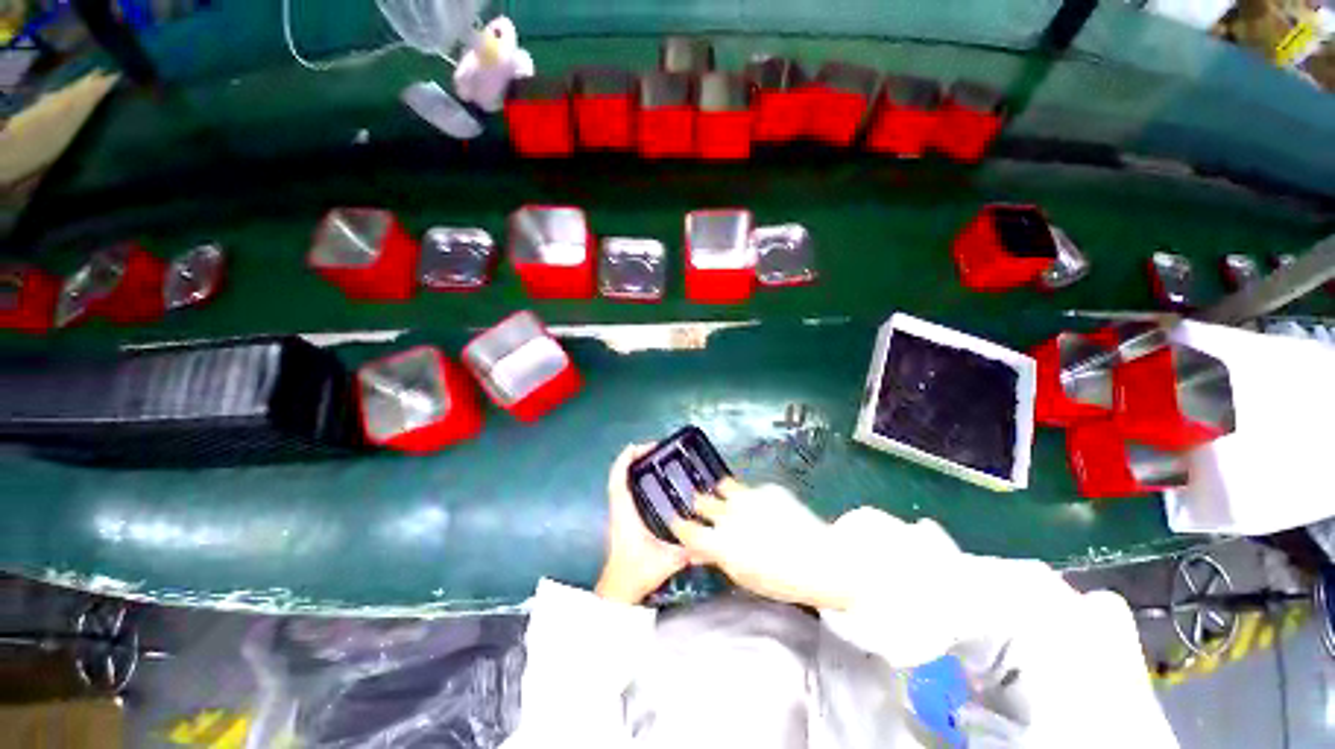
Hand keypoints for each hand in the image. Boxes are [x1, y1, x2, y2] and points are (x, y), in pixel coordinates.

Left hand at [595, 444, 689, 603]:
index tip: (642, 446)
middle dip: (633, 457)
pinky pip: (623, 490)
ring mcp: (618, 513)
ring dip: (632, 467)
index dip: (626, 459)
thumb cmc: (637, 572)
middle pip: (619, 475)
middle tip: (655, 449)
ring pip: (620, 482)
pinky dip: (632, 478)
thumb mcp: (667, 561)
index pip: (618, 479)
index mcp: (624, 512)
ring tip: (653, 459)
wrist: (618, 592)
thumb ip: (690, 550)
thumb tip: (711, 541)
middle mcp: (619, 508)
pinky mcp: (622, 519)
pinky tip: (649, 481)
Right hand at [671, 479, 850, 610]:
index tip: (679, 522)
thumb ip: (716, 557)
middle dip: (700, 504)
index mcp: (719, 542)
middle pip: (701, 500)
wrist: (822, 561)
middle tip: (706, 510)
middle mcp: (728, 514)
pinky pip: (749, 488)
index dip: (680, 524)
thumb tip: (697, 549)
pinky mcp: (767, 488)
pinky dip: (749, 496)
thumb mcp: (742, 576)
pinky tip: (762, 507)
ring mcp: (748, 497)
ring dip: (722, 494)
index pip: (685, 527)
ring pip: (722, 486)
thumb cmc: (780, 580)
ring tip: (731, 501)